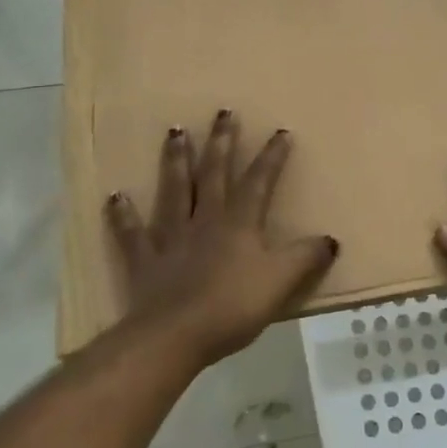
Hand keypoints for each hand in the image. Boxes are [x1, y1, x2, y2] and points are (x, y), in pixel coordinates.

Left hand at [106, 110, 339, 367]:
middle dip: (221, 142)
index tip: (280, 132)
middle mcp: (204, 219)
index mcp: (239, 223)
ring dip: (175, 160)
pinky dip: (123, 214)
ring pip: (175, 189)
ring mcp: (171, 237)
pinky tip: (116, 196)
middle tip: (222, 112)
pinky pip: (131, 233)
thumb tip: (330, 239)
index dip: (271, 157)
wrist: (175, 336)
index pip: (259, 182)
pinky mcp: (144, 260)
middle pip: (214, 173)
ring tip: (175, 131)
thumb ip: (306, 258)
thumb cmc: (233, 306)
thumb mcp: (281, 281)